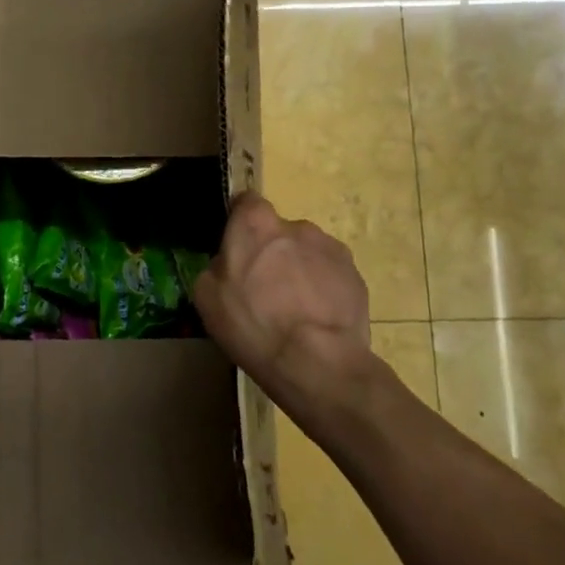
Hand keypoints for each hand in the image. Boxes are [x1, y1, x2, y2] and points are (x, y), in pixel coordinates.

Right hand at [193, 194, 383, 423]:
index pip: (246, 202)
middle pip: (279, 231)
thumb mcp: (207, 297)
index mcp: (256, 224)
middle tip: (264, 289)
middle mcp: (297, 226)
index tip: (237, 246)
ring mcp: (331, 249)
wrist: (316, 362)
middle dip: (272, 252)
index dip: (240, 222)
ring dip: (300, 270)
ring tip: (295, 310)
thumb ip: (216, 267)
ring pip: (308, 253)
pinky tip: (316, 320)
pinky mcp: (356, 275)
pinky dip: (323, 290)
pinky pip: (331, 275)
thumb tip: (228, 263)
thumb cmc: (253, 324)